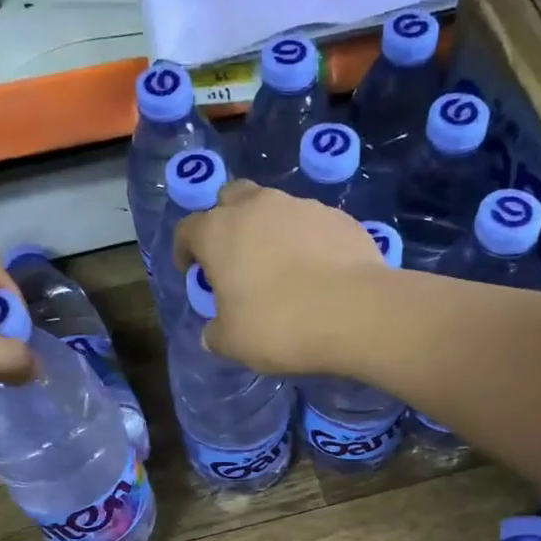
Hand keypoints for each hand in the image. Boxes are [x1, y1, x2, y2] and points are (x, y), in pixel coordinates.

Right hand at [174, 181, 387, 374]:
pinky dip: (307, 241)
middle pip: (231, 198)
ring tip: (281, 265)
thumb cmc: (279, 325)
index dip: (185, 250)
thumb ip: (216, 334)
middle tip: (234, 255)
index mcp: (219, 232)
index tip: (191, 271)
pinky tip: (318, 271)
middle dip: (226, 220)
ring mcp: (301, 206)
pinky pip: (312, 224)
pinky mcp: (339, 217)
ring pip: (275, 208)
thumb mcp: (234, 343)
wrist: (355, 312)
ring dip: (269, 229)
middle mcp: (257, 207)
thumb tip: (213, 333)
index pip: (188, 230)